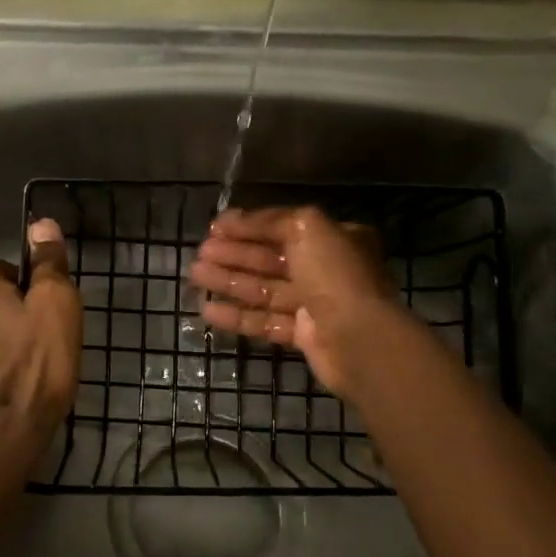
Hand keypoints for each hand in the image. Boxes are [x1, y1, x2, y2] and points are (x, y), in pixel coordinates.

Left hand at [0, 219, 81, 453]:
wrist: (0, 439)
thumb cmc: (35, 365)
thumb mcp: (57, 305)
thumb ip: (48, 262)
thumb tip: (41, 223)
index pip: (7, 271)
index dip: (34, 293)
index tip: (50, 320)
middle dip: (13, 316)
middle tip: (43, 345)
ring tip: (28, 371)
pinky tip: (9, 389)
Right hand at [188, 205, 399, 394]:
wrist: (359, 339)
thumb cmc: (335, 275)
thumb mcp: (307, 228)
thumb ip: (270, 220)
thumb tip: (235, 218)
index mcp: (334, 239)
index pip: (283, 227)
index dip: (248, 226)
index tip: (214, 227)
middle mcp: (326, 270)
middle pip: (270, 259)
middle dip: (234, 254)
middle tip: (200, 252)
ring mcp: (314, 304)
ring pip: (263, 289)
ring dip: (228, 281)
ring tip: (195, 275)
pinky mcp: (303, 335)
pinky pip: (264, 321)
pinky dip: (237, 316)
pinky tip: (208, 312)